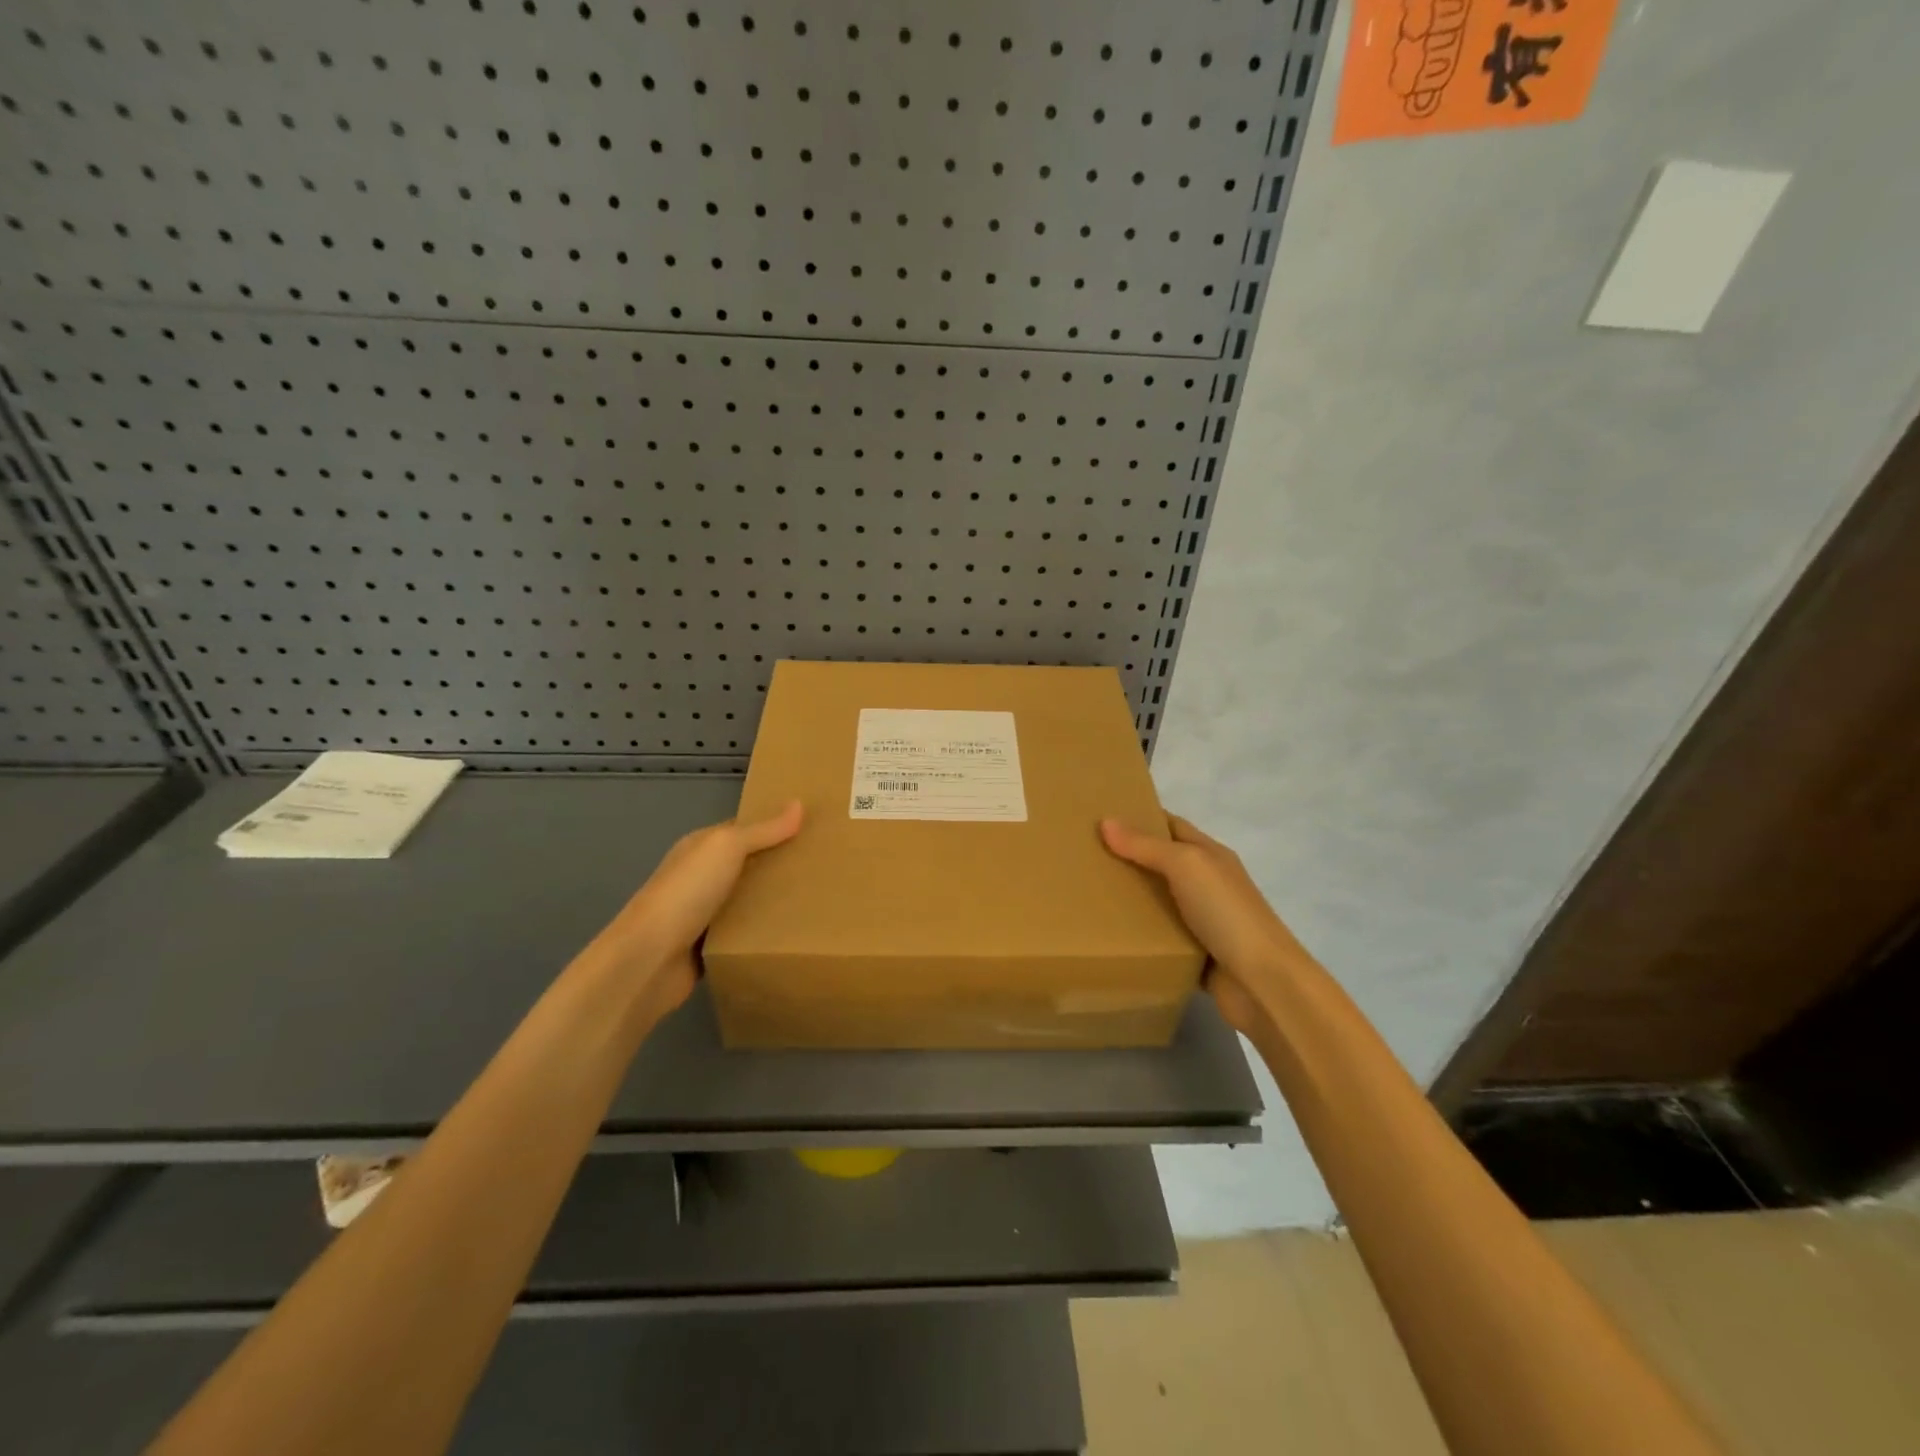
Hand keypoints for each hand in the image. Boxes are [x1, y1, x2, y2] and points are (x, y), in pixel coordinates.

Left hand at [592, 801, 803, 1018]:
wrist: (649, 960)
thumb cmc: (686, 893)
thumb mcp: (726, 848)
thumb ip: (763, 830)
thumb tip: (799, 803)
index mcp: (700, 848)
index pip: (743, 830)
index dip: (775, 828)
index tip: (814, 830)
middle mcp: (700, 878)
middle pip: (748, 866)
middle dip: (780, 865)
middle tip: (825, 866)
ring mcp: (702, 914)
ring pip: (747, 901)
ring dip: (774, 901)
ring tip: (821, 899)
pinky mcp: (708, 948)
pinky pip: (744, 934)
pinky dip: (763, 933)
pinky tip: (794, 932)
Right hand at [1100, 814, 1312, 1036]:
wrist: (1263, 983)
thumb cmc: (1227, 913)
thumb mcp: (1186, 866)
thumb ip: (1146, 845)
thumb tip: (1106, 821)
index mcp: (1210, 855)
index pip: (1171, 826)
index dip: (1140, 818)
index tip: (1101, 817)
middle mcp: (1208, 884)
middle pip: (1162, 863)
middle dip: (1127, 858)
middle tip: (1083, 856)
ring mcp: (1204, 921)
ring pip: (1159, 902)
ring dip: (1130, 899)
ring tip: (1085, 893)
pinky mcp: (1196, 955)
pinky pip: (1161, 938)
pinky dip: (1139, 936)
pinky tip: (1108, 934)